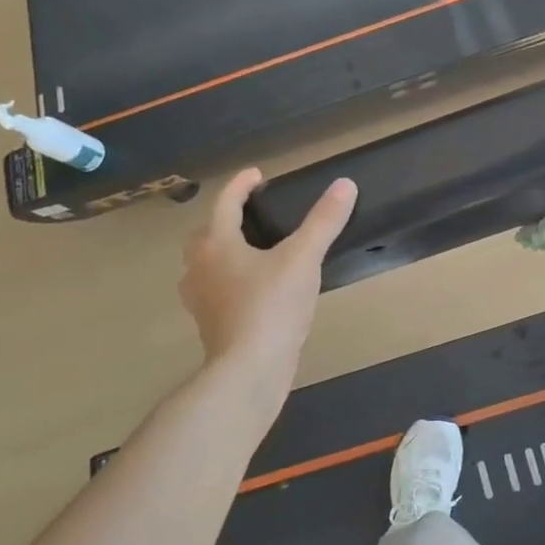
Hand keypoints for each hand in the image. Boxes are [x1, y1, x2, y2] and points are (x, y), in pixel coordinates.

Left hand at [179, 169, 356, 388]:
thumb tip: (345, 184)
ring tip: (253, 251)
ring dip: (223, 252)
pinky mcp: (210, 325)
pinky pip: (215, 291)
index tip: (258, 175)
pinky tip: (254, 290)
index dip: (242, 185)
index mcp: (217, 244)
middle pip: (205, 234)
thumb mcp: (303, 259)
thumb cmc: (271, 307)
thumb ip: (323, 221)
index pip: (225, 203)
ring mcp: (201, 299)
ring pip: (206, 265)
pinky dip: (230, 281)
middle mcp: (200, 267)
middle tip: (251, 215)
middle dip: (225, 220)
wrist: (249, 369)